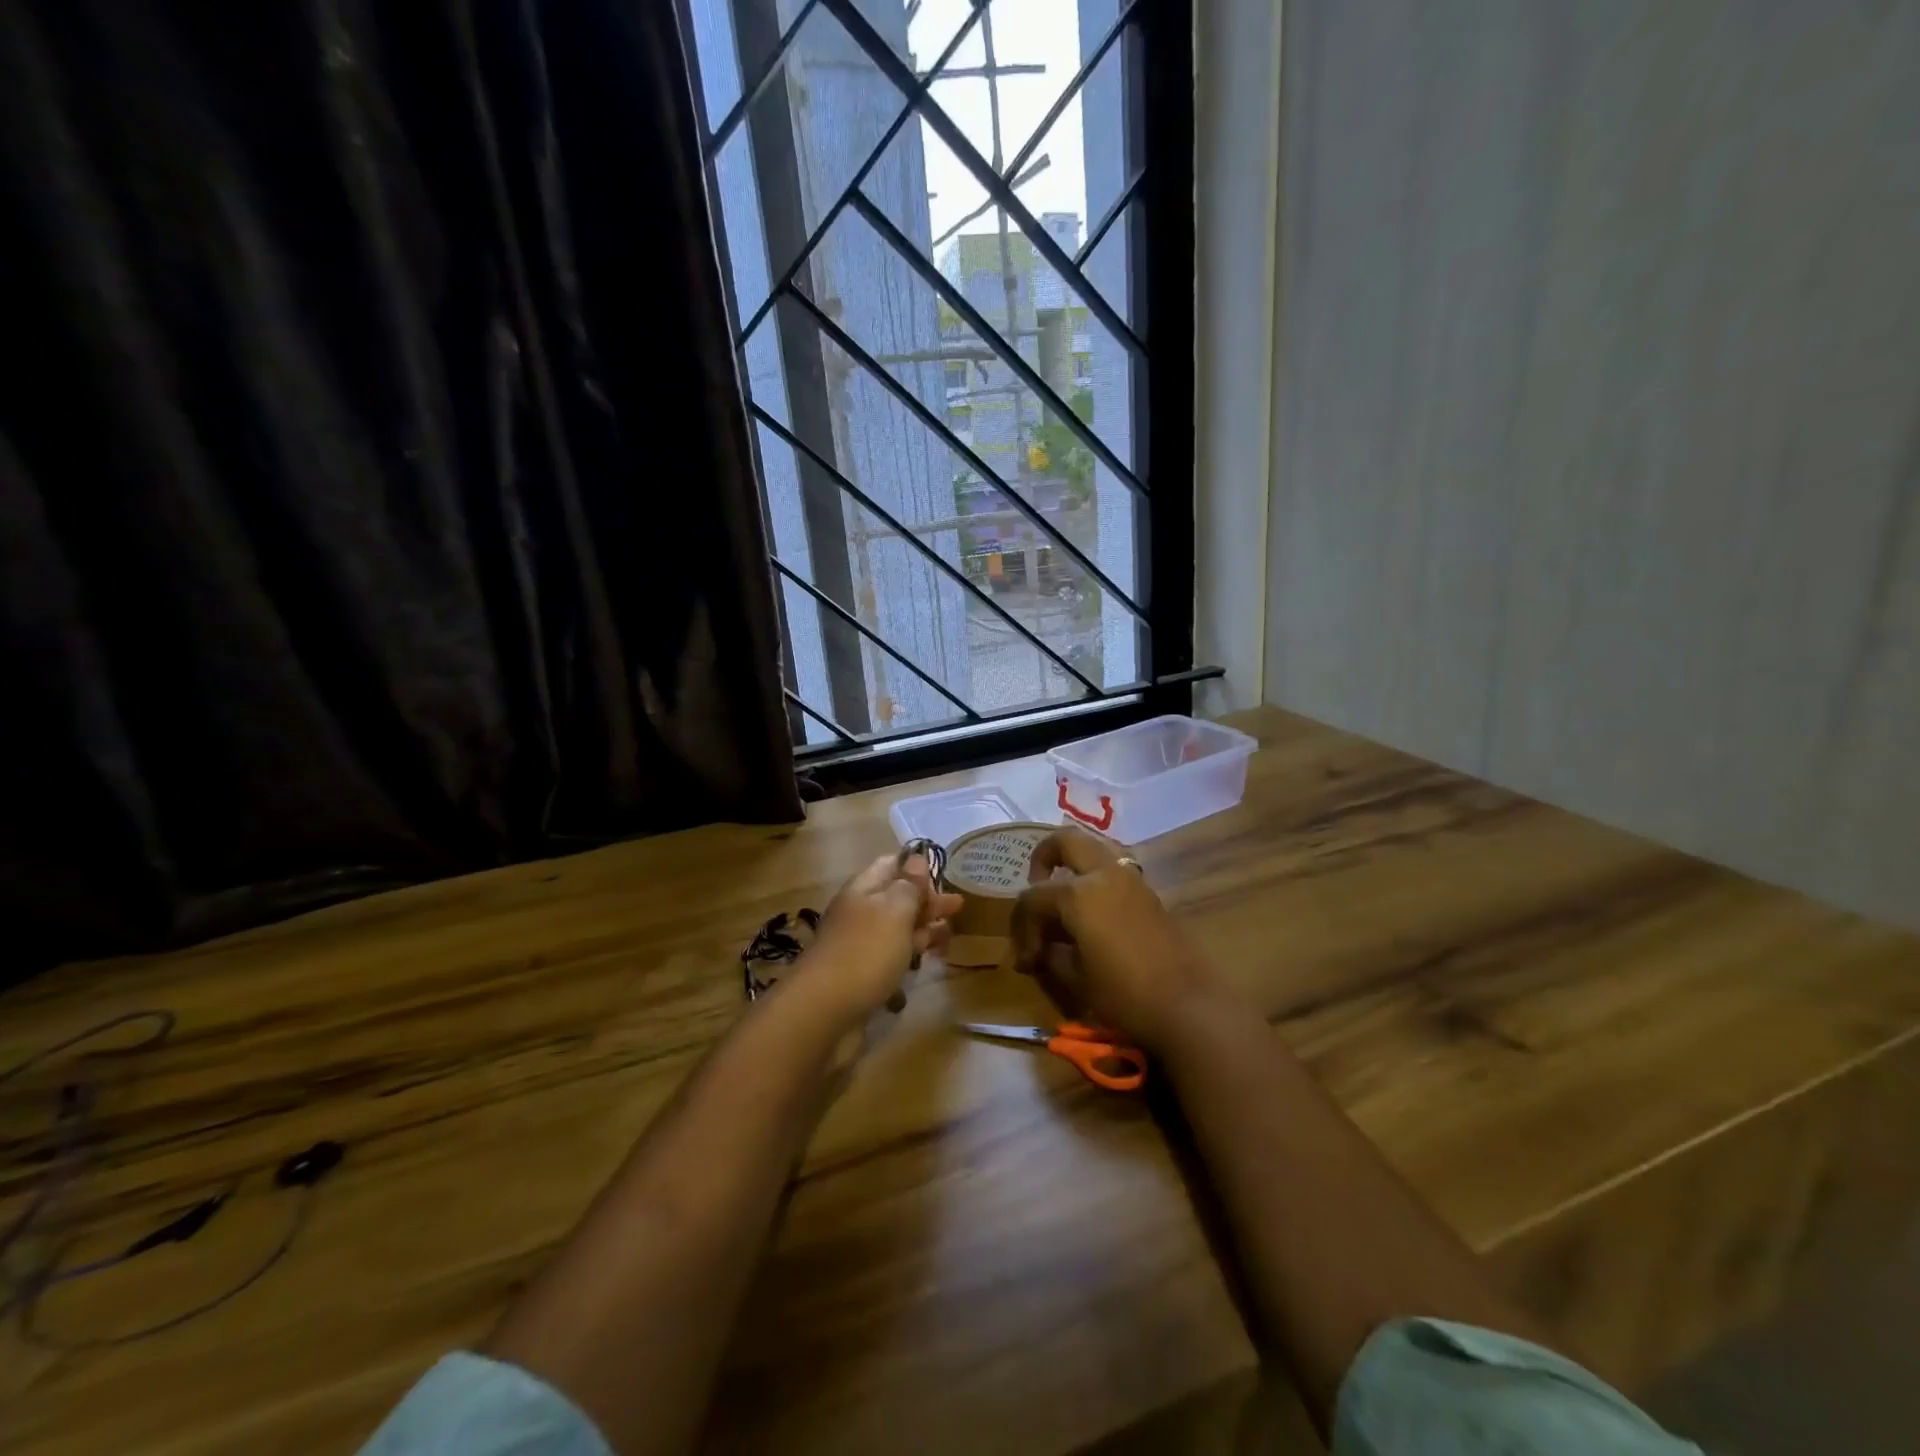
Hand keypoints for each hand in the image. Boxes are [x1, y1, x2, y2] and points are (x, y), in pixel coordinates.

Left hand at [801, 853, 963, 1024]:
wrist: (824, 1011)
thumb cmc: (866, 952)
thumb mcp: (894, 911)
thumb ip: (909, 886)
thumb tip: (916, 858)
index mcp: (863, 889)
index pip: (891, 865)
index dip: (917, 868)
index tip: (944, 877)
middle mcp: (859, 913)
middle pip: (896, 899)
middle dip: (927, 901)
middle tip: (959, 907)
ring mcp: (859, 946)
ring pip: (895, 930)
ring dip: (921, 930)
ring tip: (948, 935)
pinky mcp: (862, 976)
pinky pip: (890, 958)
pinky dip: (908, 956)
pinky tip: (924, 962)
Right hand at [1010, 829, 1236, 1051]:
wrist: (1189, 1005)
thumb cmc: (1124, 994)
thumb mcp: (1075, 978)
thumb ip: (1050, 955)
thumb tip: (1040, 950)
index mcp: (1078, 893)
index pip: (1033, 898)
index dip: (1022, 929)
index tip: (1027, 962)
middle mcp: (1103, 874)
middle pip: (1065, 841)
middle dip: (1043, 858)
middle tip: (1037, 885)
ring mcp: (1131, 880)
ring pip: (1093, 851)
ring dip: (1073, 868)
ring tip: (1064, 905)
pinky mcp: (1149, 894)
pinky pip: (1113, 872)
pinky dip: (1094, 882)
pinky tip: (1090, 917)